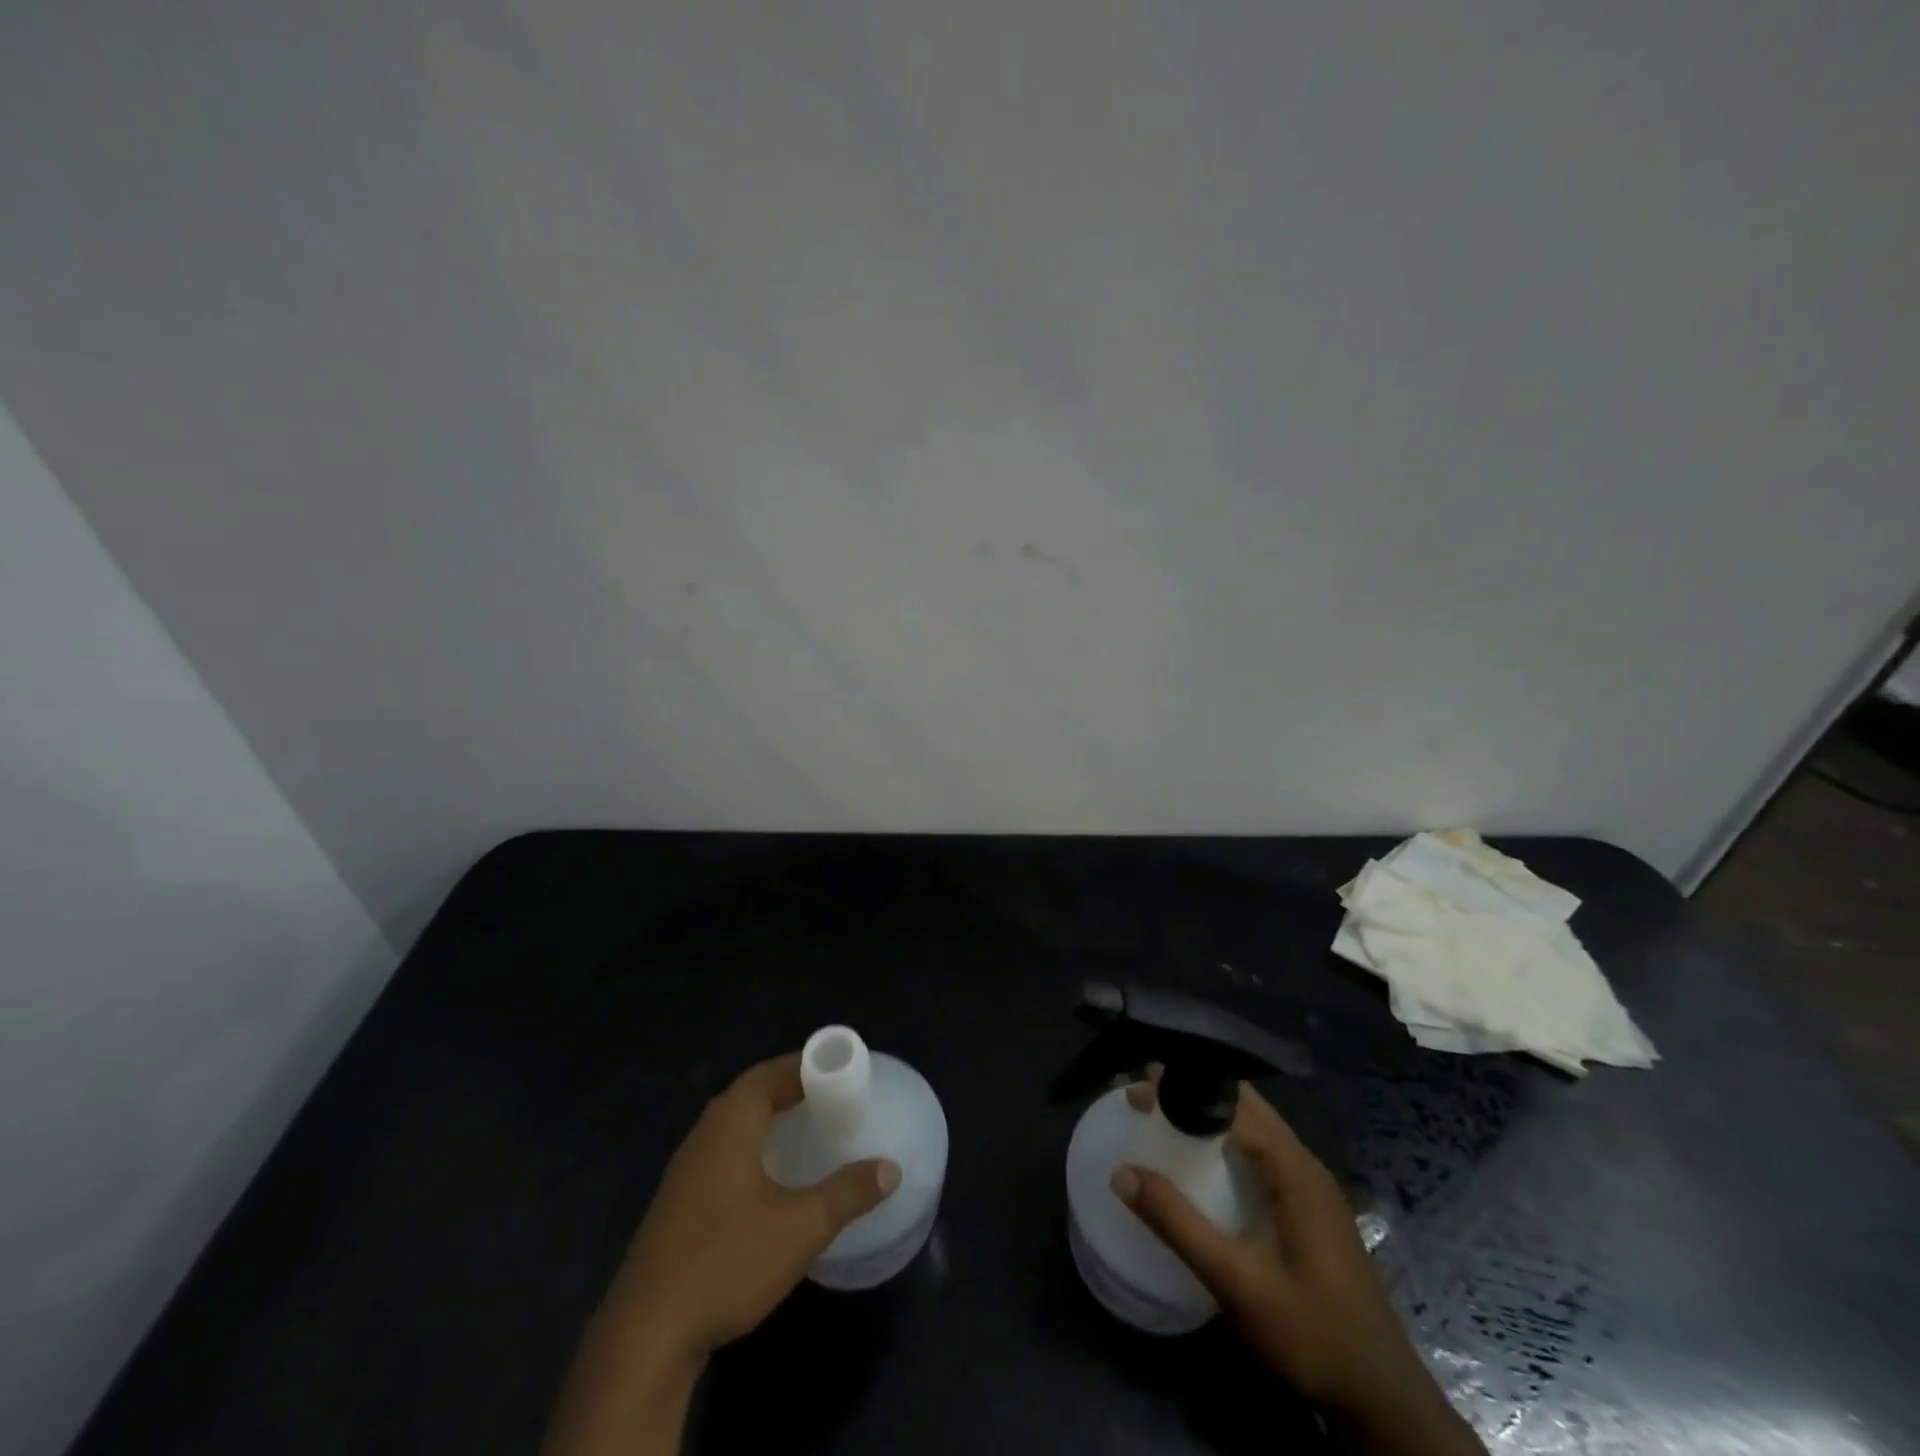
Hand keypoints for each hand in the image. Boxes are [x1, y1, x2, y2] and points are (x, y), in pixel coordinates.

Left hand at [544, 1053, 897, 1455]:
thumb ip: (848, 1192)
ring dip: (770, 1118)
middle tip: (833, 1095)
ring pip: (734, 1124)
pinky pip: (724, 1153)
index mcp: (731, 1122)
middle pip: (752, 1092)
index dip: (808, 1065)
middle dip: (792, 1087)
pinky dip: (754, 1147)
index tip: (842, 1069)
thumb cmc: (727, 1262)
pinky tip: (771, 1178)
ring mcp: (686, 1169)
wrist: (645, 1336)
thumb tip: (890, 1168)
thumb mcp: (801, 1227)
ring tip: (809, 1128)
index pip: (772, 1072)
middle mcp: (705, 1133)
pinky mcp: (679, 1203)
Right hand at [1112, 1079, 1479, 1452]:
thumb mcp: (1236, 1281)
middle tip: (1146, 1097)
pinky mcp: (1312, 1207)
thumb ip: (1178, 1224)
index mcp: (1294, 1168)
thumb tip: (1122, 1173)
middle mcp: (1305, 1163)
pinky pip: (1264, 1150)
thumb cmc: (1311, 1332)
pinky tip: (1206, 1160)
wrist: (1384, 1398)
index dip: (1182, 1092)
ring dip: (1211, 1112)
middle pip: (1245, 1103)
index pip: (1230, 1104)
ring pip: (1257, 1124)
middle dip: (1194, 1091)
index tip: (1138, 1093)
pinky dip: (1228, 1138)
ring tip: (1166, 1115)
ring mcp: (1313, 1185)